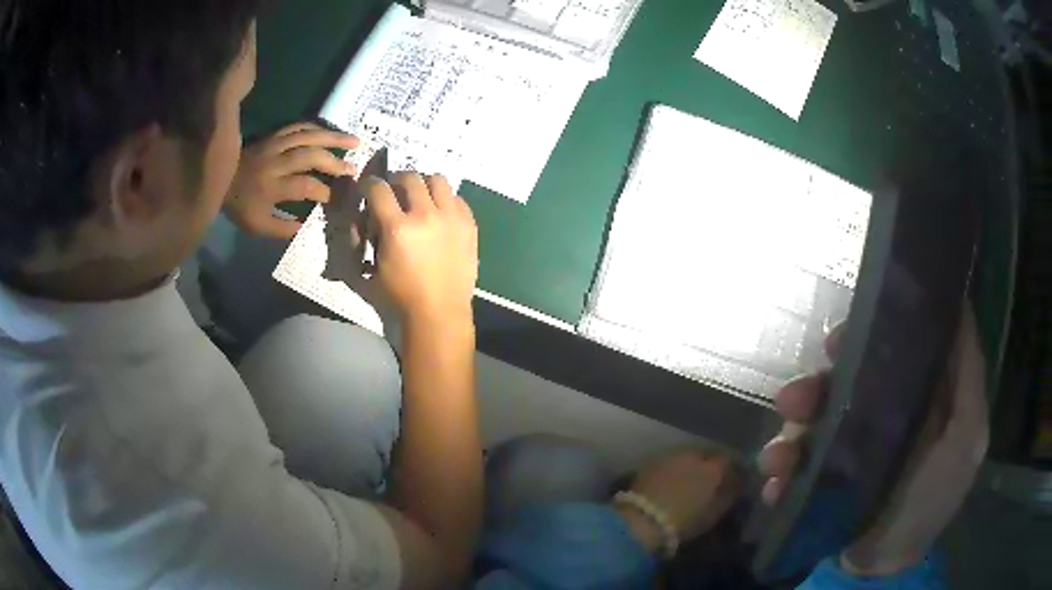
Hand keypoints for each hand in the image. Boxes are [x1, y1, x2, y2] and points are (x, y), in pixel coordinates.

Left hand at [226, 123, 357, 238]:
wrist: (218, 179)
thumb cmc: (239, 206)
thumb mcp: (257, 226)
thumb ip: (283, 228)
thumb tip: (308, 225)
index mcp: (271, 187)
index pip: (305, 186)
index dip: (325, 191)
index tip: (339, 199)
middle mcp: (275, 162)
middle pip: (310, 156)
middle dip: (334, 163)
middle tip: (353, 169)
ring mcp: (274, 145)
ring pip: (308, 136)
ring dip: (333, 138)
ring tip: (354, 141)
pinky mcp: (273, 135)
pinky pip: (298, 126)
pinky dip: (316, 128)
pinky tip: (330, 133)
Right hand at [365, 172, 477, 324]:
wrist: (440, 311)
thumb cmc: (401, 294)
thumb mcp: (374, 266)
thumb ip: (369, 235)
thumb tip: (370, 215)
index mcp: (397, 227)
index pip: (378, 189)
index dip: (370, 185)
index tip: (369, 188)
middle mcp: (425, 215)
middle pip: (410, 177)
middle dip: (397, 180)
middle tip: (395, 191)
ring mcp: (451, 217)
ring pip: (437, 179)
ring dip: (424, 184)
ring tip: (421, 197)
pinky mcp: (469, 224)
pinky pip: (457, 197)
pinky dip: (445, 200)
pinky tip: (440, 213)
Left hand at [623, 448, 741, 548]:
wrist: (642, 521)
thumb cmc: (684, 522)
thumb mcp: (713, 514)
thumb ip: (728, 496)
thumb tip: (735, 485)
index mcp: (713, 468)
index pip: (728, 460)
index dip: (729, 470)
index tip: (730, 480)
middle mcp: (693, 455)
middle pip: (706, 455)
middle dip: (709, 465)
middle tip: (707, 480)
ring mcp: (670, 456)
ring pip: (686, 456)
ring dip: (690, 465)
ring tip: (687, 481)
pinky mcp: (650, 462)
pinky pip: (669, 461)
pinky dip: (673, 469)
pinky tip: (670, 481)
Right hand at [759, 308, 988, 575]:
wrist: (880, 569)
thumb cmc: (932, 501)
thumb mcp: (967, 437)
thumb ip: (968, 377)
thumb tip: (959, 302)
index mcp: (908, 399)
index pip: (886, 351)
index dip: (864, 334)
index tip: (844, 334)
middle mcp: (874, 416)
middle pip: (841, 381)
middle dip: (817, 383)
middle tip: (796, 398)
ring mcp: (843, 450)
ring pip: (809, 421)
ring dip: (789, 432)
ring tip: (779, 458)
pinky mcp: (817, 481)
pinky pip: (791, 464)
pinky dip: (779, 471)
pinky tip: (776, 484)